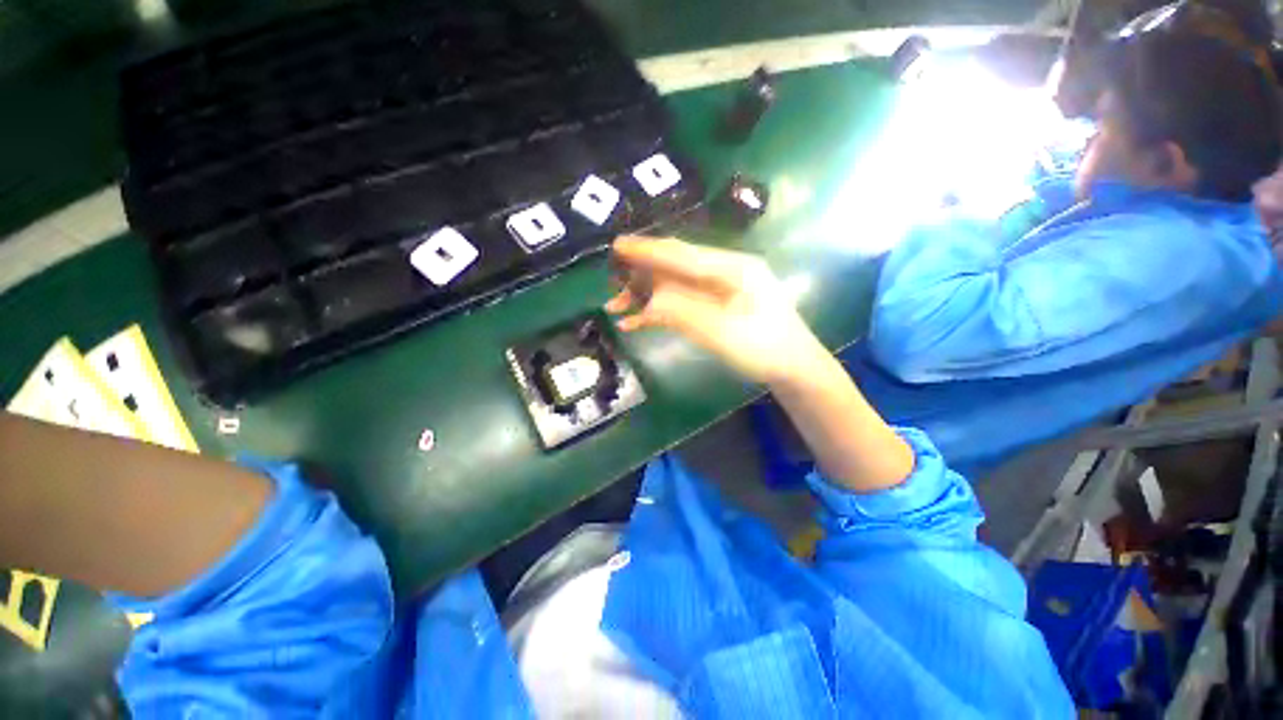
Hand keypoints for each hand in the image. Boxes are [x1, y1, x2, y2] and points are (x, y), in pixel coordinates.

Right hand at [605, 237, 828, 384]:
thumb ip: (682, 312)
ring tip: (615, 306)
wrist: (791, 368)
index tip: (617, 246)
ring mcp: (719, 289)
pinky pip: (682, 302)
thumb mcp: (721, 331)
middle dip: (640, 274)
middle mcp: (723, 271)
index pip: (682, 254)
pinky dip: (658, 310)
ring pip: (674, 285)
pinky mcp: (715, 305)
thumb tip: (646, 299)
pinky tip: (636, 321)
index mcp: (731, 268)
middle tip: (611, 282)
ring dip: (645, 295)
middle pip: (674, 267)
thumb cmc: (763, 348)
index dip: (647, 250)